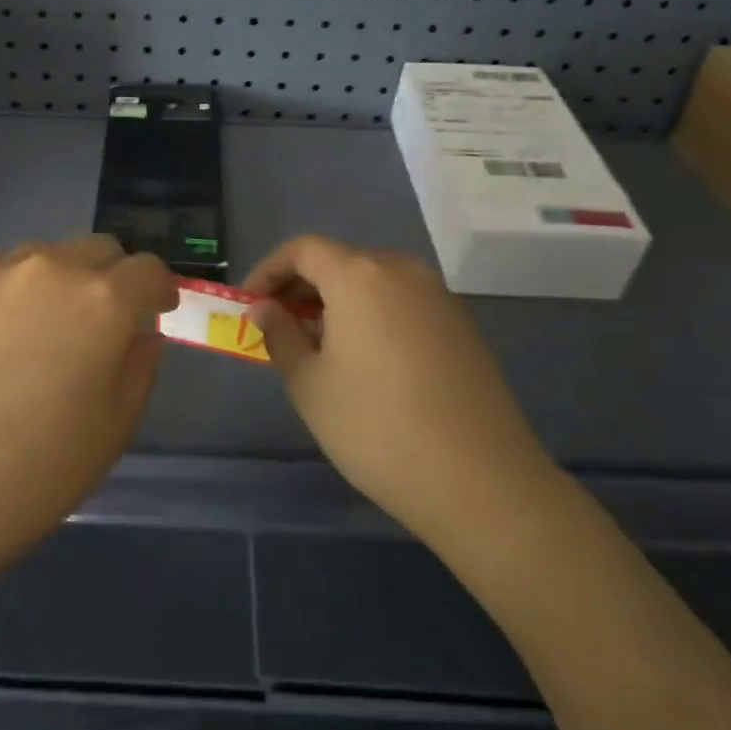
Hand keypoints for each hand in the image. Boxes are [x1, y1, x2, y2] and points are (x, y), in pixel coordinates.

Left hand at [0, 235, 177, 602]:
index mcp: (102, 300)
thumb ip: (140, 366)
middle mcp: (50, 268)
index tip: (155, 311)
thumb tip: (140, 332)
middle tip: (100, 322)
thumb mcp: (115, 427)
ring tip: (39, 329)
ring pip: (43, 256)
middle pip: (97, 249)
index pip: (148, 269)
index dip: (158, 289)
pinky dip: (7, 290)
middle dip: (112, 277)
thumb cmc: (38, 472)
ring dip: (58, 280)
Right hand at [246, 236, 560, 548]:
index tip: (250, 305)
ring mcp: (438, 296)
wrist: (480, 480)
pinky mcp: (460, 324)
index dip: (269, 271)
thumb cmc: (376, 427)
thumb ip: (281, 335)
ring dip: (337, 301)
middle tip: (278, 325)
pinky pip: (401, 301)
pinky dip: (371, 314)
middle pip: (340, 259)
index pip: (303, 249)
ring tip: (317, 345)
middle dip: (302, 286)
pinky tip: (364, 358)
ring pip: (373, 280)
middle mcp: (402, 271)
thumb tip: (266, 308)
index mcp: (359, 275)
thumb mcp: (310, 384)